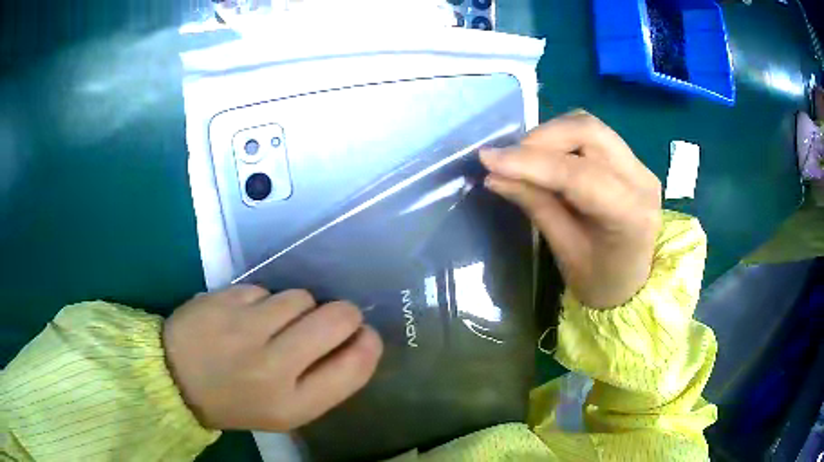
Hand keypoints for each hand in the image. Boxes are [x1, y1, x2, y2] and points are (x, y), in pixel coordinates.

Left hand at [162, 286, 382, 430]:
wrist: (175, 379)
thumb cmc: (236, 401)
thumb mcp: (285, 411)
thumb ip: (324, 382)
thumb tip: (357, 341)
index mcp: (292, 404)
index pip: (354, 366)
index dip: (368, 343)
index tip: (362, 335)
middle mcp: (272, 366)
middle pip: (337, 318)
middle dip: (343, 314)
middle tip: (329, 320)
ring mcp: (244, 328)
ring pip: (301, 296)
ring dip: (298, 307)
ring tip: (275, 323)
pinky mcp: (224, 299)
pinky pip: (265, 289)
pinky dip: (263, 301)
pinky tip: (245, 316)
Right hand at [481, 111, 661, 308]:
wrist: (634, 283)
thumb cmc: (600, 281)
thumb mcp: (565, 251)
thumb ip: (536, 206)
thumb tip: (494, 176)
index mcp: (631, 215)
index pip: (578, 174)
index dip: (530, 162)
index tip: (489, 159)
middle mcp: (641, 179)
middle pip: (588, 132)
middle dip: (541, 138)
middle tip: (509, 158)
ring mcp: (639, 165)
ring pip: (589, 126)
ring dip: (551, 135)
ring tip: (526, 158)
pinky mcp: (631, 160)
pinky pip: (593, 135)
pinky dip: (562, 139)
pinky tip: (547, 158)